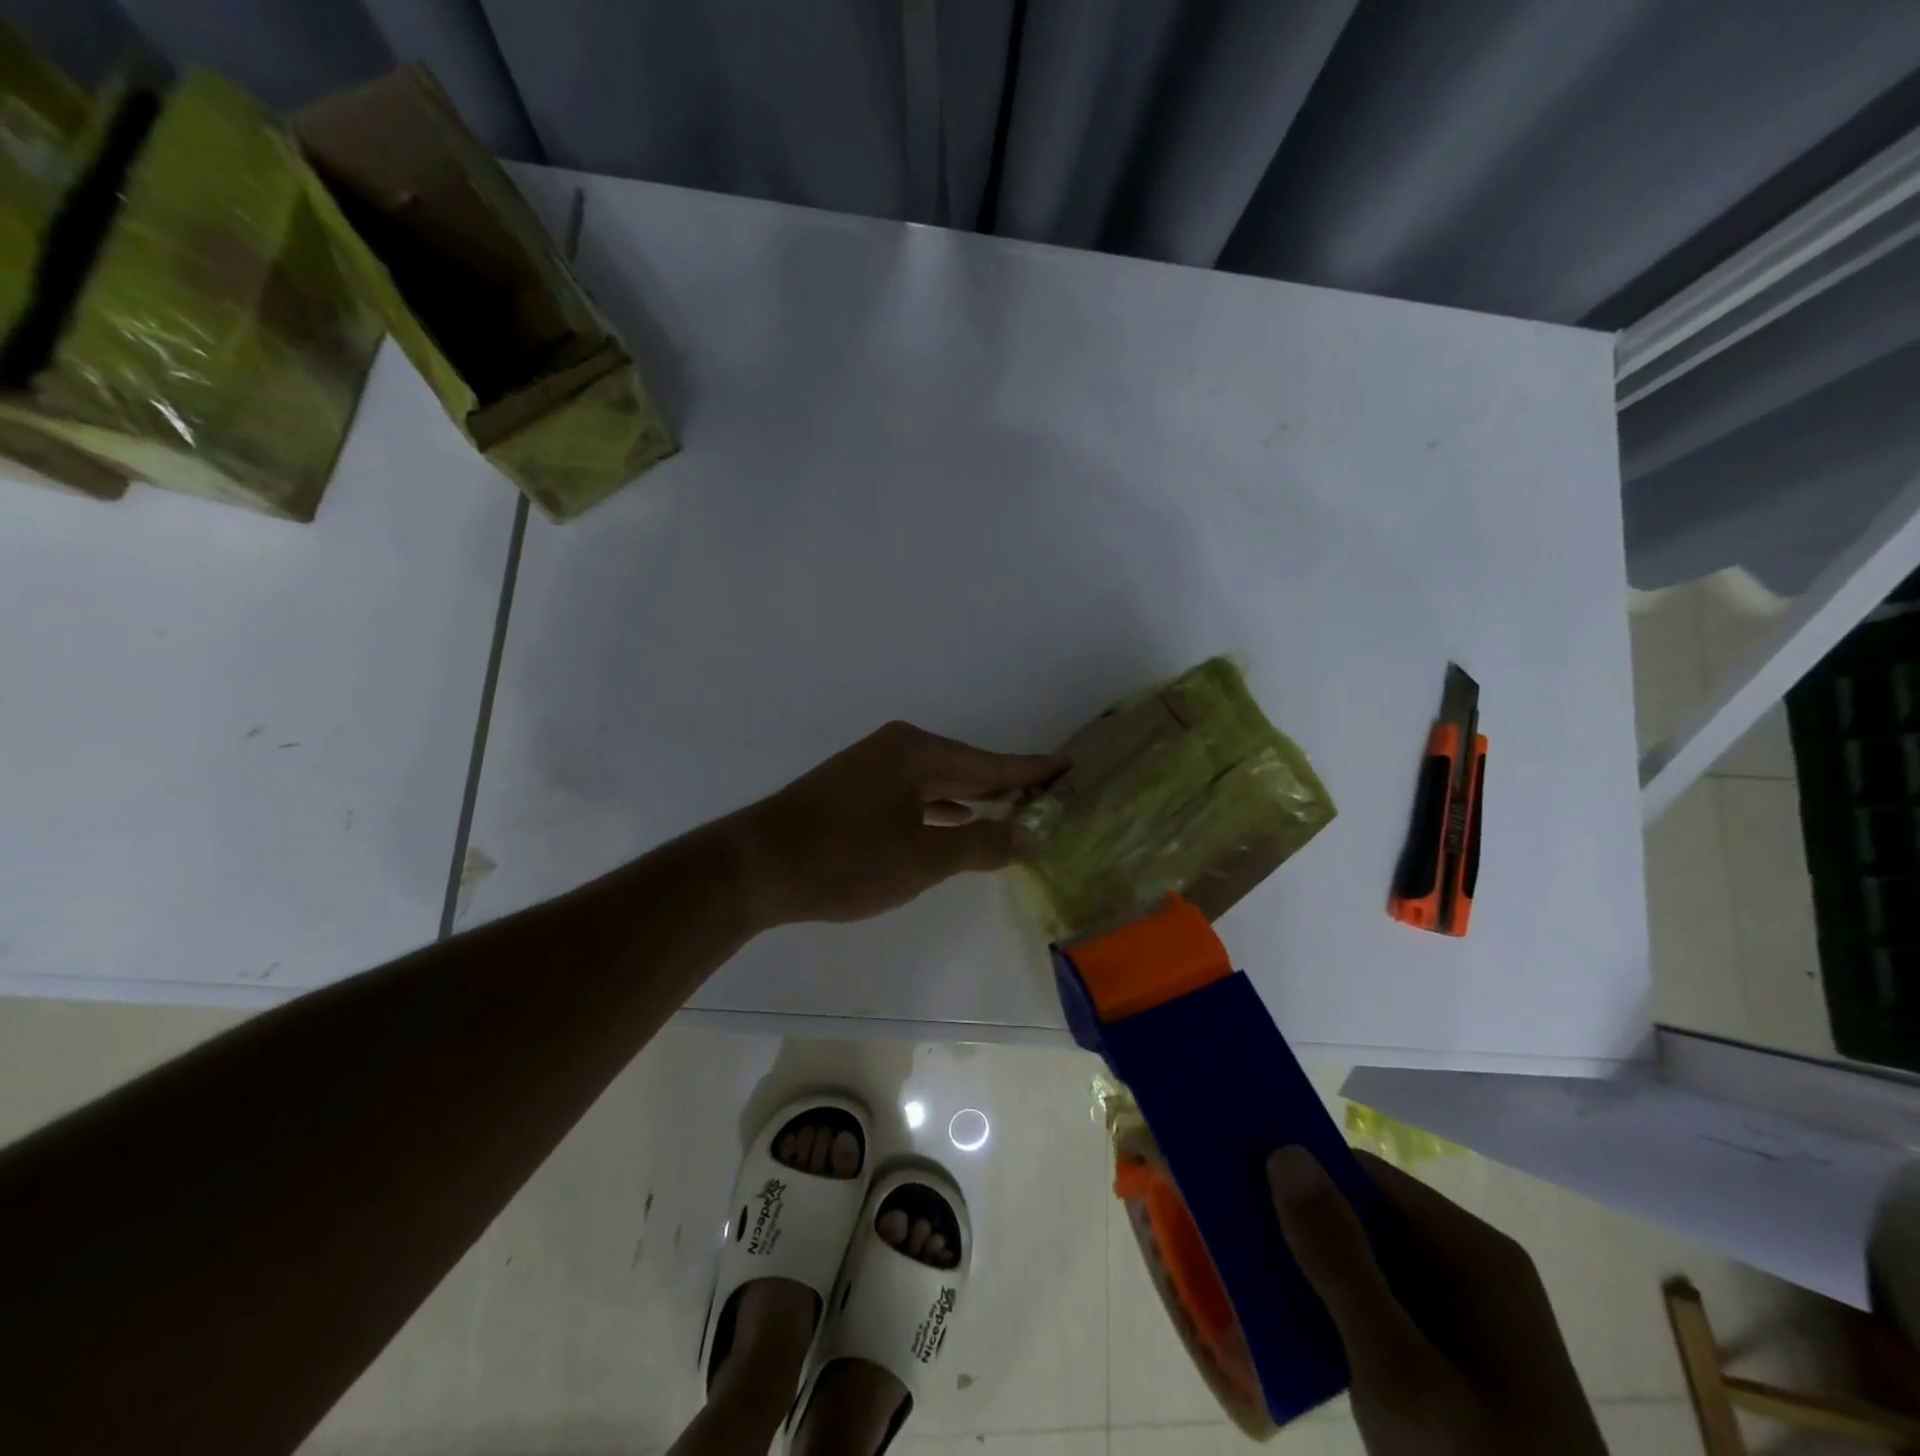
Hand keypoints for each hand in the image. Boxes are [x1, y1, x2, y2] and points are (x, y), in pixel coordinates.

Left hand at [730, 721, 1064, 927]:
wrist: (755, 867)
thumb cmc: (845, 859)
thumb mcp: (922, 858)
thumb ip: (980, 846)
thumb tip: (1027, 836)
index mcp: (917, 752)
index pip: (990, 763)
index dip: (1031, 770)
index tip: (1069, 767)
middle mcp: (896, 750)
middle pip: (965, 768)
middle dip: (1005, 785)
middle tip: (1049, 793)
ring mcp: (871, 770)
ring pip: (937, 783)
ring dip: (973, 800)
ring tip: (1014, 811)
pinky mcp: (854, 792)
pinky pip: (913, 796)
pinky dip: (939, 810)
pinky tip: (956, 822)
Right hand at [1267, 1146, 1605, 1455]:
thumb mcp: (1399, 1376)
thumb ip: (1339, 1263)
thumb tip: (1284, 1151)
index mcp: (1473, 1254)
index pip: (1363, 1175)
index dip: (1299, 1175)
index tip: (1235, 1187)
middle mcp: (1473, 1269)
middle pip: (1364, 1216)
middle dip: (1300, 1227)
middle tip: (1231, 1241)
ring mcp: (1467, 1318)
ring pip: (1367, 1262)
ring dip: (1313, 1271)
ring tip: (1247, 1284)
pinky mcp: (1456, 1360)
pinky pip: (1381, 1306)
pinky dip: (1336, 1310)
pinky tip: (1295, 1336)